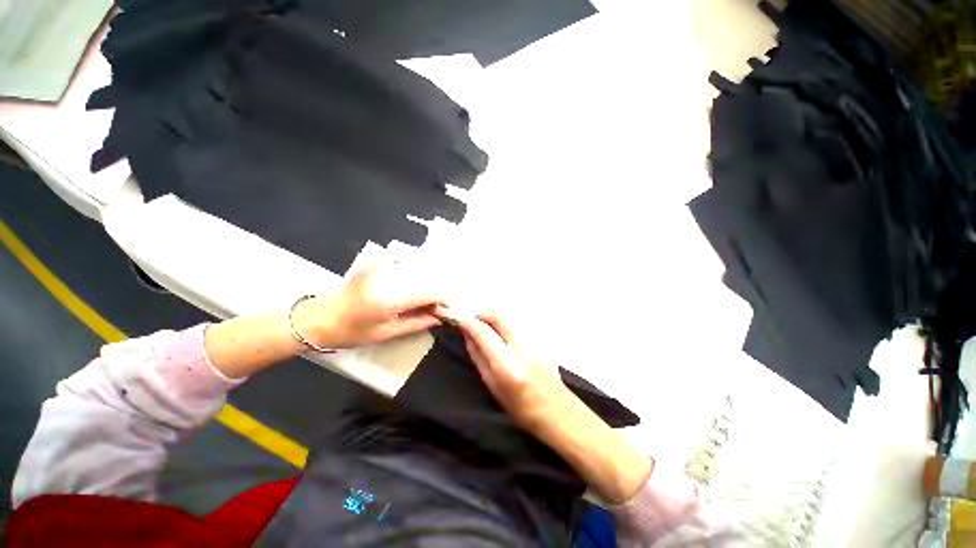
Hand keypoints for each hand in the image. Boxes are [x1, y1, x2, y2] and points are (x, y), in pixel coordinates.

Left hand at [294, 263, 442, 348]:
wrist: (318, 317)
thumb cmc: (352, 331)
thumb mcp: (387, 332)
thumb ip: (418, 322)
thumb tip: (440, 317)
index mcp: (391, 298)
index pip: (430, 292)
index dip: (442, 300)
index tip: (444, 309)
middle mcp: (389, 277)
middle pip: (425, 280)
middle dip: (432, 294)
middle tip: (431, 308)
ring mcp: (382, 266)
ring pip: (416, 273)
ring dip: (422, 287)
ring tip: (418, 302)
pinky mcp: (376, 262)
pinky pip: (403, 268)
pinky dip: (410, 278)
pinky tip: (405, 291)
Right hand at [450, 311, 567, 430]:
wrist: (559, 412)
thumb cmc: (521, 409)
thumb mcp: (493, 387)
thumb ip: (479, 358)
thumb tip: (468, 336)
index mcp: (508, 365)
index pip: (484, 332)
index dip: (468, 321)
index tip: (457, 317)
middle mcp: (521, 347)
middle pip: (498, 314)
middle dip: (481, 313)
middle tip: (470, 321)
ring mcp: (533, 340)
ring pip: (507, 317)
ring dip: (491, 318)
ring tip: (481, 328)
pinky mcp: (538, 339)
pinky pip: (514, 324)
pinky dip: (501, 323)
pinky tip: (496, 335)